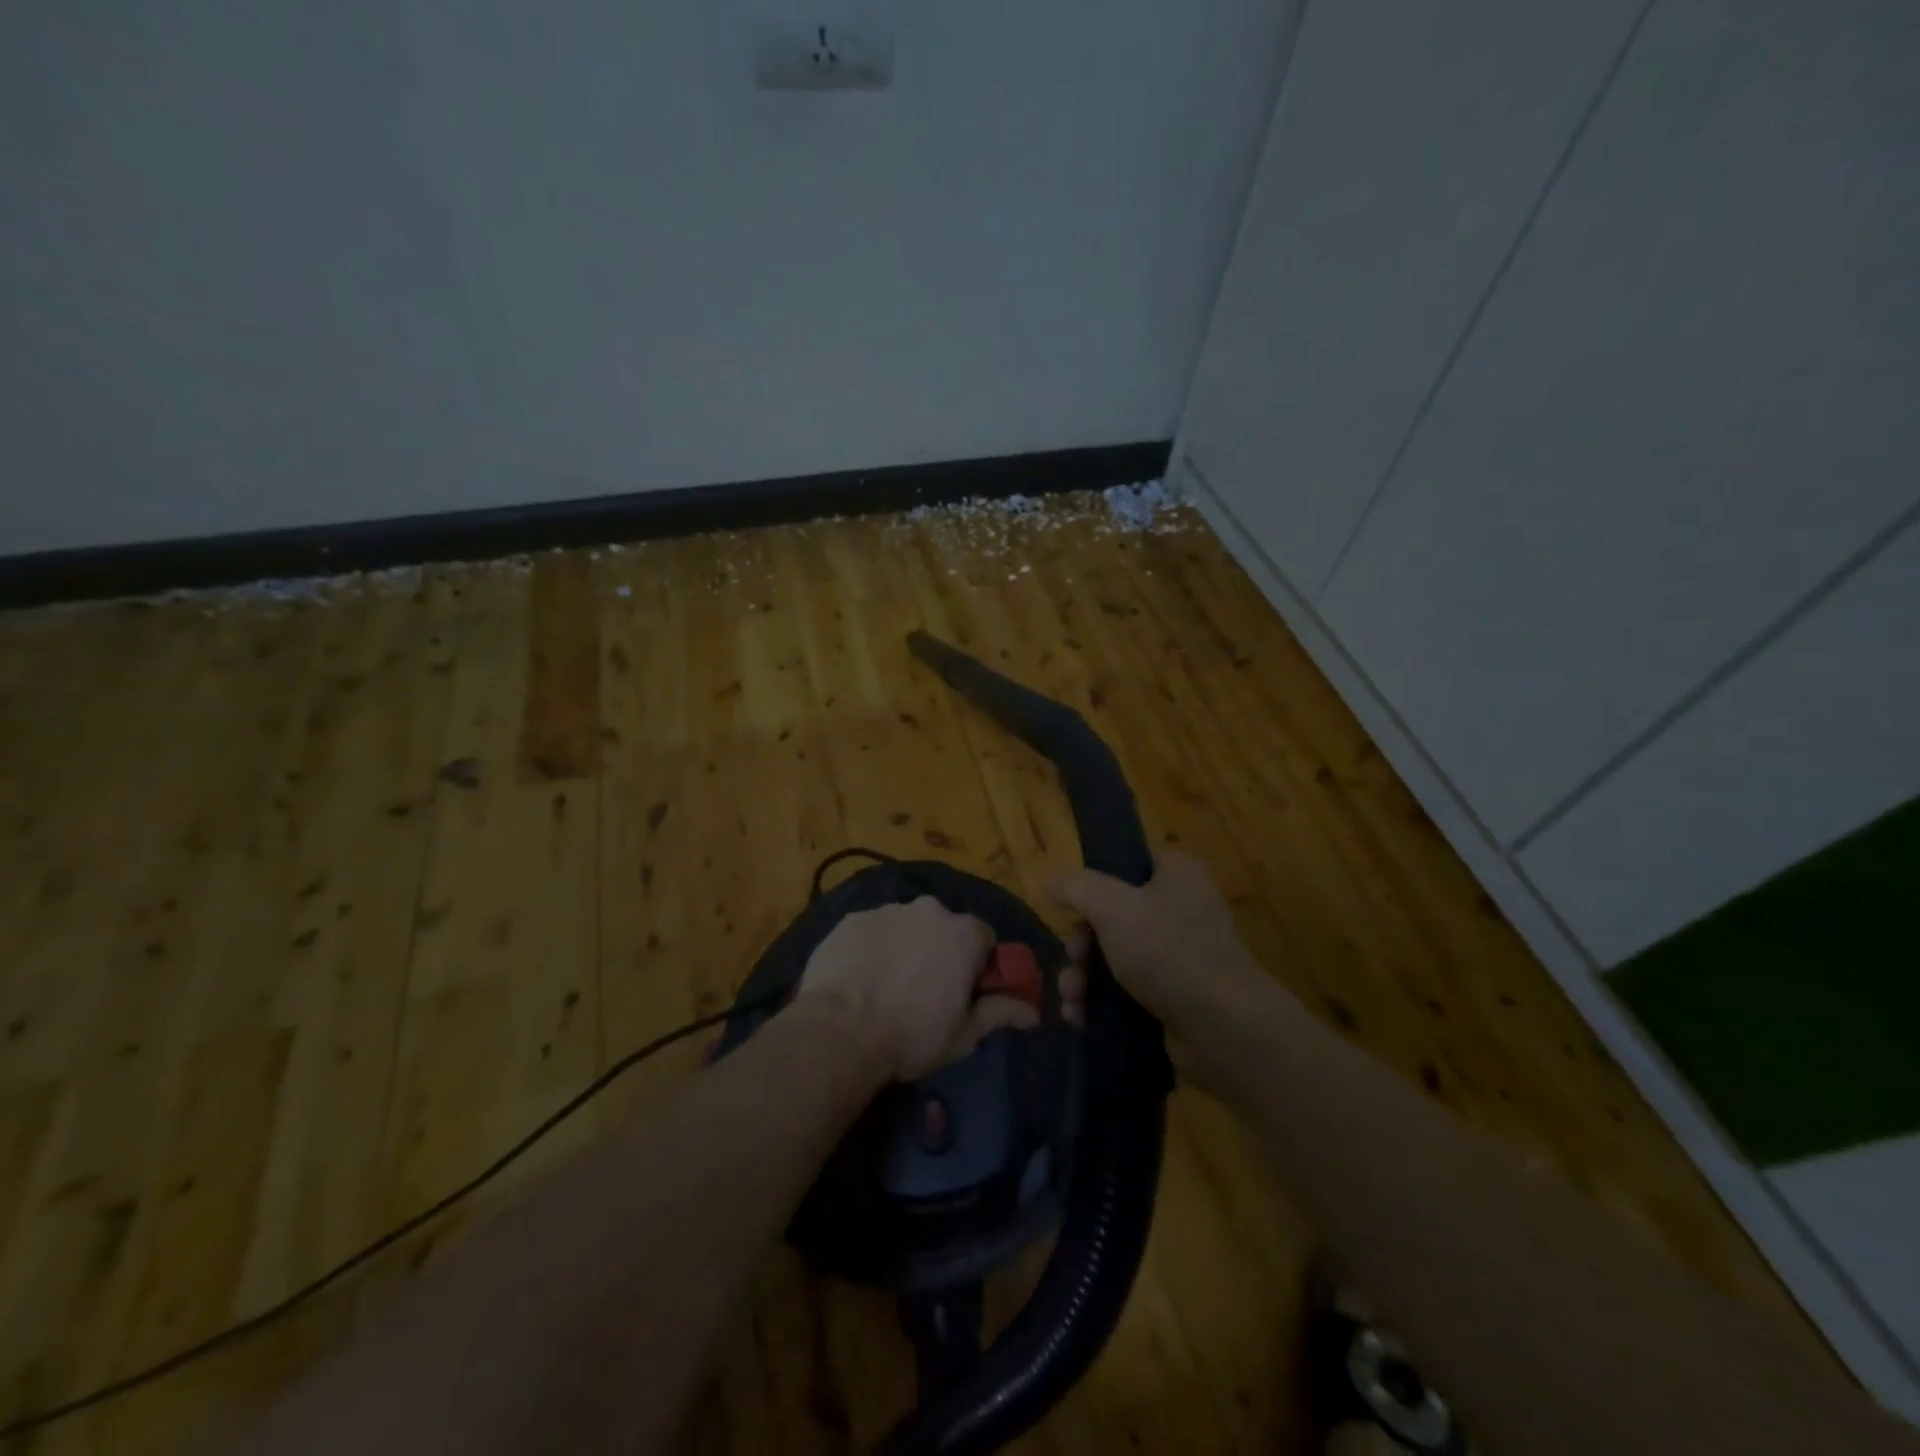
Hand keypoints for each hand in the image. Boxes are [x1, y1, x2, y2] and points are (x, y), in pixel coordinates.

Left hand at [799, 897, 1011, 1080]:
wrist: (841, 1029)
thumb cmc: (912, 1035)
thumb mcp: (964, 1034)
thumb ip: (1000, 1013)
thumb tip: (1033, 1011)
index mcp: (963, 933)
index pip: (983, 937)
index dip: (977, 964)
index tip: (965, 990)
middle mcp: (929, 910)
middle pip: (943, 927)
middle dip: (940, 951)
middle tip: (925, 991)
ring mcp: (887, 911)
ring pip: (906, 926)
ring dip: (905, 947)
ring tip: (886, 987)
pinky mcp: (852, 919)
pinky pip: (872, 931)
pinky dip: (871, 948)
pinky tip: (859, 979)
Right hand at [1049, 852, 1266, 1049]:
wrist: (1224, 1030)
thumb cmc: (1169, 952)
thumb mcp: (1113, 907)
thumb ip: (1076, 887)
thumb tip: (1050, 881)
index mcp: (1176, 873)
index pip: (1125, 861)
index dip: (1093, 882)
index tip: (1069, 907)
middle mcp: (1181, 907)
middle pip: (1111, 914)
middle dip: (1081, 944)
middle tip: (1073, 962)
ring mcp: (1179, 954)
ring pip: (1114, 955)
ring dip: (1083, 977)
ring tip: (1072, 1000)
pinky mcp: (1174, 995)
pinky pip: (1126, 990)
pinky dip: (1100, 1002)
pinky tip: (1080, 1019)